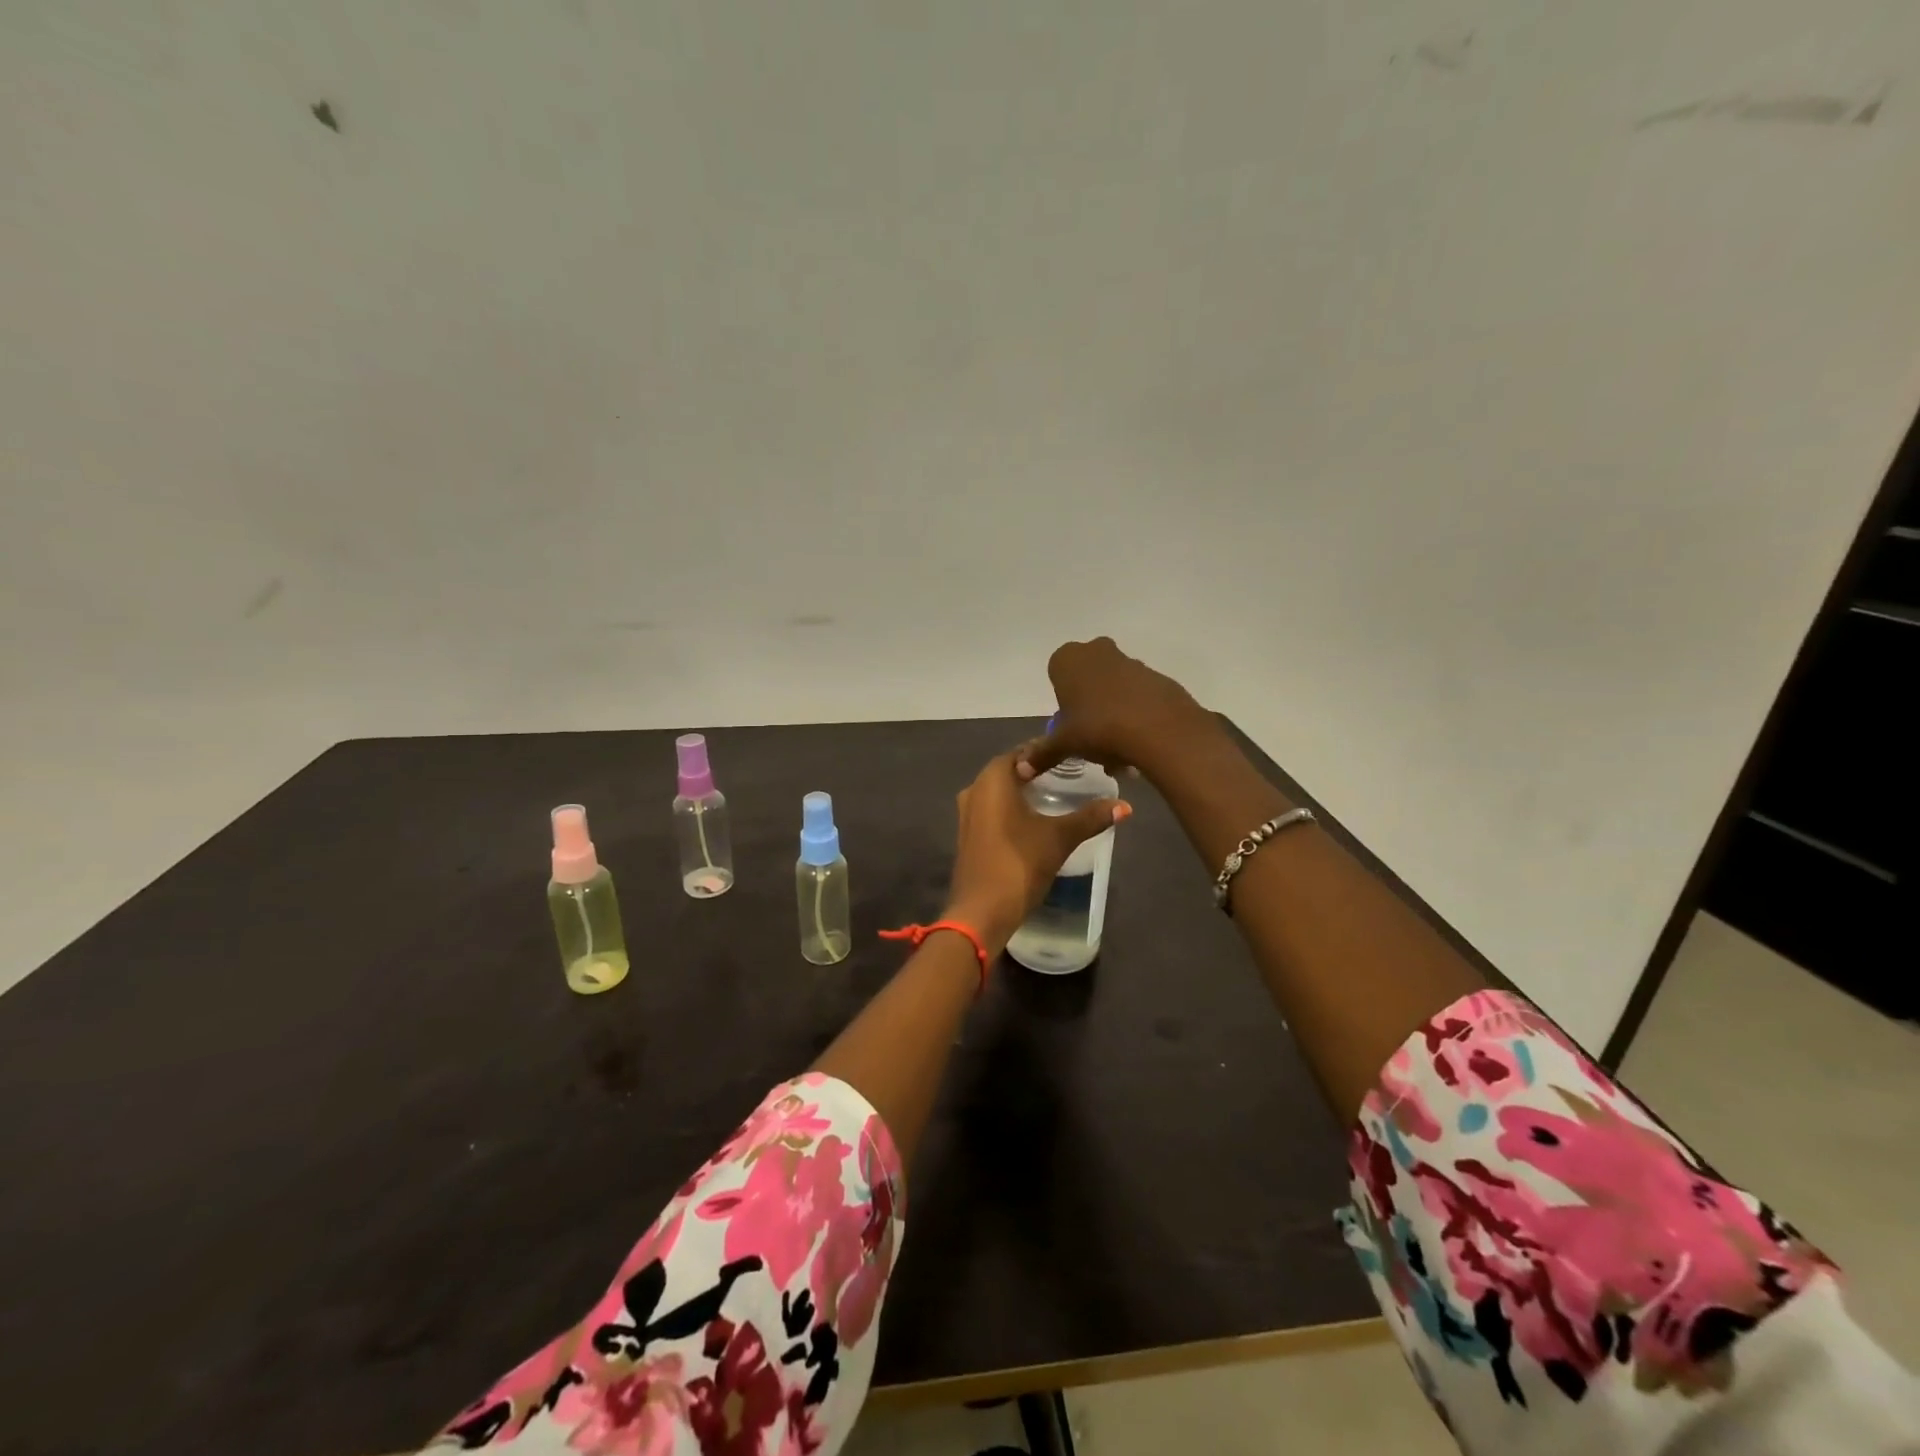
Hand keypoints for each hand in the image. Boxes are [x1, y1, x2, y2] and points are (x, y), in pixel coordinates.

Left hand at [943, 748, 1128, 954]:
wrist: (981, 911)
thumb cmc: (1019, 864)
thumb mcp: (1060, 838)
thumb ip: (1091, 817)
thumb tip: (1125, 806)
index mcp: (993, 779)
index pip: (1023, 751)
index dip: (1048, 750)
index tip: (1074, 753)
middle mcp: (974, 789)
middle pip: (1010, 769)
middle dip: (1037, 769)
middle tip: (1071, 772)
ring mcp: (968, 813)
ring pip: (999, 791)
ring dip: (1024, 790)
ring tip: (1057, 793)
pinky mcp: (968, 835)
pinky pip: (993, 810)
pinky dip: (1012, 808)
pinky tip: (1035, 819)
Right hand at [1018, 637, 1215, 782]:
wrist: (1159, 727)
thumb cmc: (1098, 727)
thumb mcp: (1064, 743)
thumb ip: (1042, 754)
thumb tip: (1019, 770)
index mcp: (1069, 659)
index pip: (1057, 673)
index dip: (1063, 701)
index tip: (1069, 725)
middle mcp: (1098, 651)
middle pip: (1087, 680)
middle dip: (1088, 707)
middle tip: (1090, 738)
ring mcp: (1131, 662)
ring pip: (1114, 689)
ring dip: (1112, 714)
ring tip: (1116, 752)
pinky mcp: (1157, 677)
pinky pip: (1138, 696)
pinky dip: (1135, 716)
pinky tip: (1136, 744)